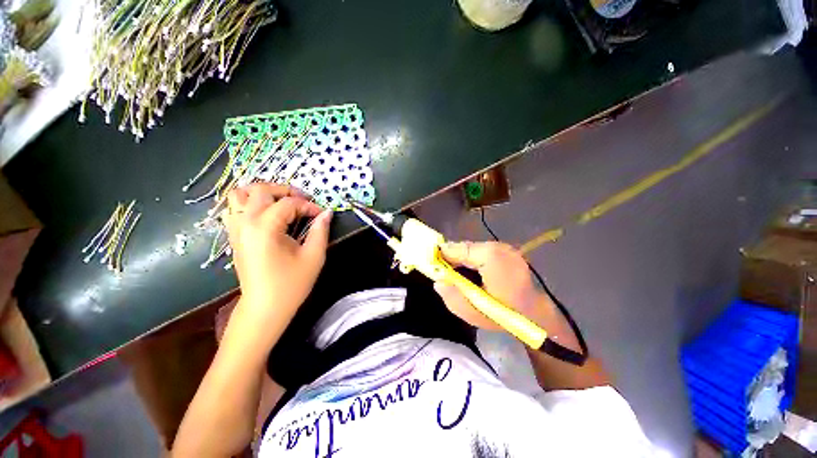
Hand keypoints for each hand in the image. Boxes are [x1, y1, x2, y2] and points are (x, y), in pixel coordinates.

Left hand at [222, 183, 331, 322]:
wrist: (264, 307)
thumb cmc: (291, 283)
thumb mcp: (313, 256)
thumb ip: (320, 230)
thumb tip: (327, 213)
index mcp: (265, 228)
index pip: (289, 203)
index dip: (309, 206)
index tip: (321, 215)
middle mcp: (245, 223)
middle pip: (260, 189)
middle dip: (285, 190)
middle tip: (303, 201)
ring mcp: (235, 229)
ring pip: (239, 194)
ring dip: (262, 193)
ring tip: (281, 202)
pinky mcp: (234, 236)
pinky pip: (234, 209)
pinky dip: (249, 204)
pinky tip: (266, 214)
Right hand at [433, 241, 554, 329]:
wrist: (538, 318)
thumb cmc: (505, 315)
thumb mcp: (473, 312)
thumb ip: (452, 296)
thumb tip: (438, 281)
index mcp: (490, 256)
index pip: (457, 249)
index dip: (443, 255)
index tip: (432, 264)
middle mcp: (498, 246)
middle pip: (466, 247)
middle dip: (454, 258)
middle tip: (446, 273)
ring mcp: (506, 248)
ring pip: (474, 249)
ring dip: (464, 260)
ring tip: (460, 276)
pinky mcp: (509, 252)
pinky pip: (483, 252)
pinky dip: (475, 260)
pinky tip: (475, 274)